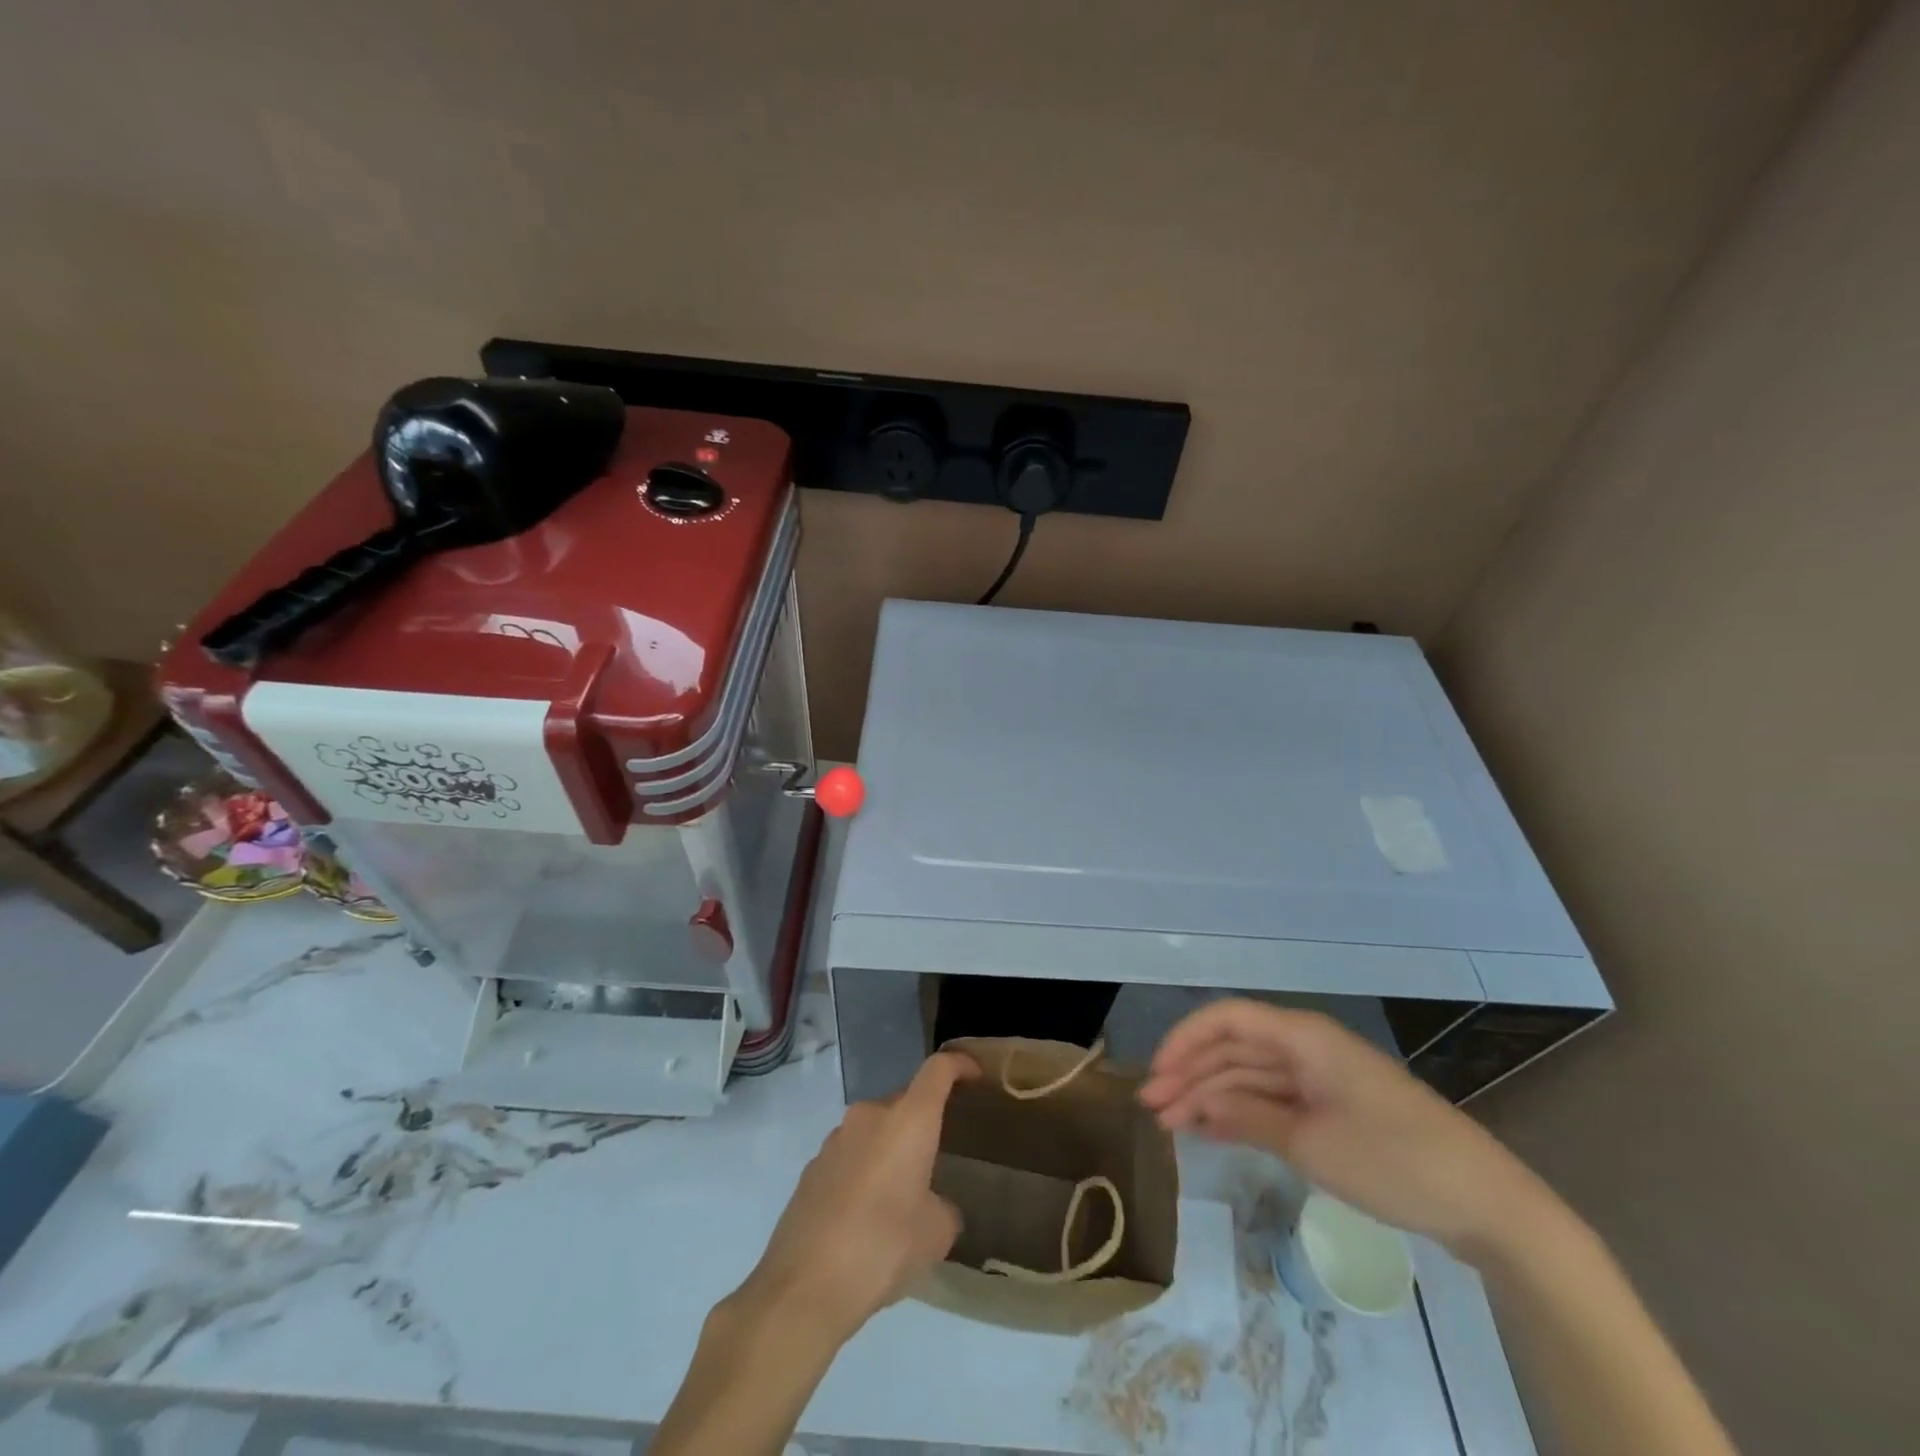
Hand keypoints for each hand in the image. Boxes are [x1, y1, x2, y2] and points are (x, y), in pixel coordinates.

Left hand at [735, 1051, 979, 1341]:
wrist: (804, 1286)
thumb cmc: (882, 1247)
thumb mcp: (935, 1234)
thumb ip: (944, 1208)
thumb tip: (932, 1206)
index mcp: (908, 1120)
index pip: (938, 1070)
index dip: (959, 1065)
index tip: (974, 1075)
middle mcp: (870, 1115)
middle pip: (905, 1102)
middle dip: (923, 1123)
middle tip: (938, 1157)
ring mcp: (835, 1138)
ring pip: (875, 1130)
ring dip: (891, 1150)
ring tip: (901, 1194)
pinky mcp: (812, 1167)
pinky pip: (850, 1156)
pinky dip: (864, 1172)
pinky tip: (866, 1216)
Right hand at [1140, 999, 1553, 1258]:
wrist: (1486, 1203)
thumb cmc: (1393, 1160)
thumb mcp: (1310, 1143)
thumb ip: (1246, 1116)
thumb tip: (1195, 1103)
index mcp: (1303, 1036)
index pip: (1227, 1018)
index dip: (1185, 1040)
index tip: (1156, 1074)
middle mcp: (1306, 1046)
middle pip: (1234, 1047)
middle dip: (1190, 1073)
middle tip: (1151, 1110)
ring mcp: (1320, 1076)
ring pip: (1249, 1074)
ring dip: (1209, 1095)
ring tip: (1171, 1125)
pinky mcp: (1331, 1106)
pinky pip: (1272, 1098)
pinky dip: (1240, 1111)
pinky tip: (1210, 1130)